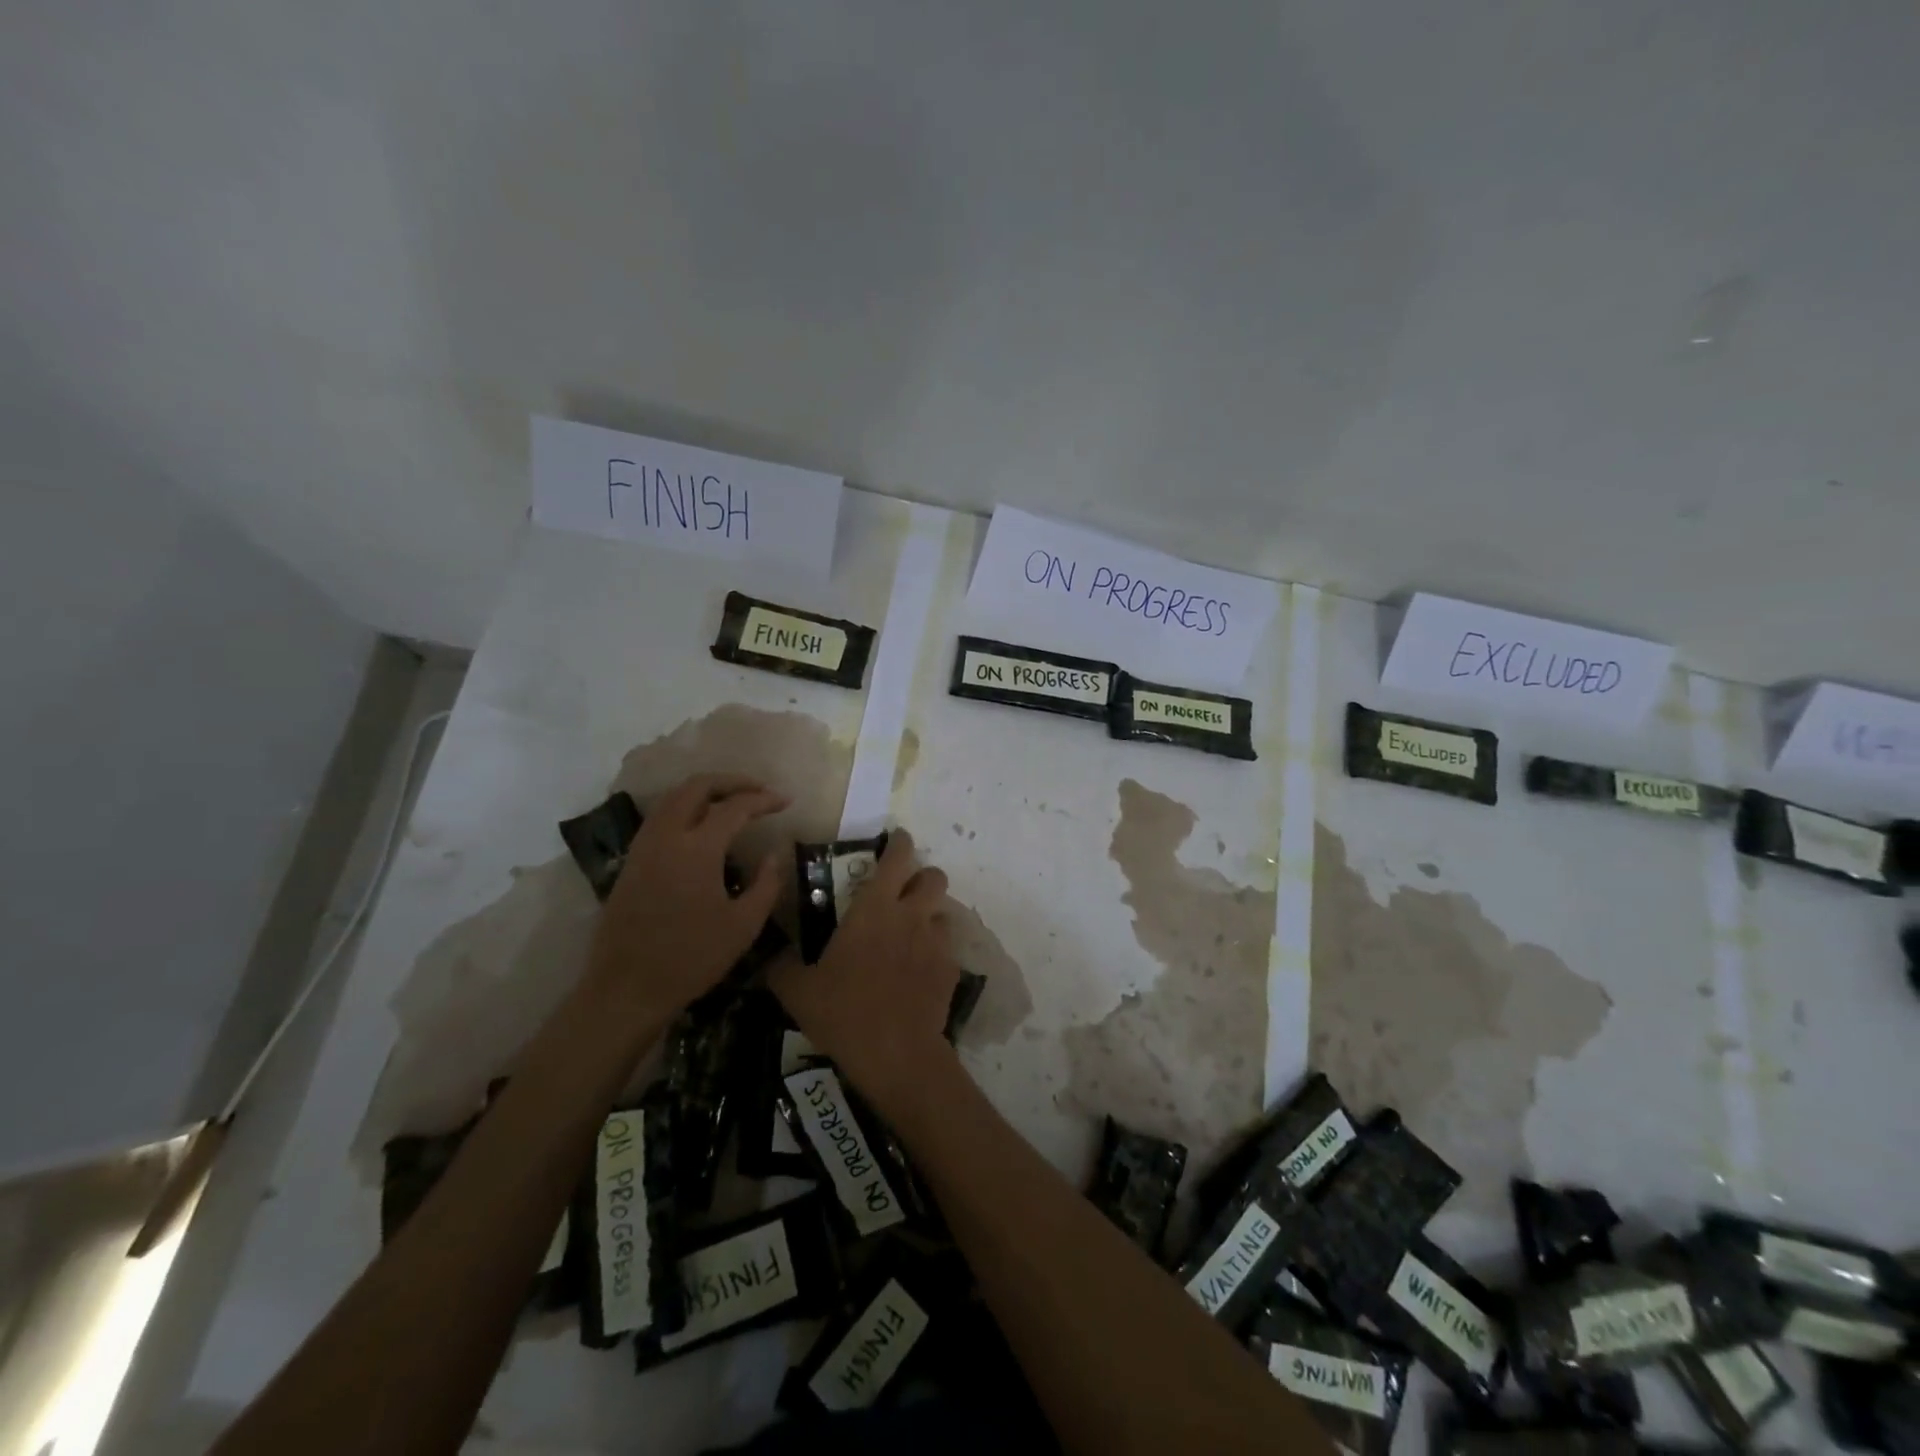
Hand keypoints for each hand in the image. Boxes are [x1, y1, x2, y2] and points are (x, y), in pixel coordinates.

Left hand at [587, 774, 785, 1019]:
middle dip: (732, 781)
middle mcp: (667, 836)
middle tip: (759, 790)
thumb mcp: (743, 926)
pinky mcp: (632, 860)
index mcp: (697, 849)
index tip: (786, 801)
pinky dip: (686, 807)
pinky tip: (702, 825)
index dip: (763, 800)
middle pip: (697, 786)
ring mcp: (644, 846)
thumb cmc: (691, 958)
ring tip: (733, 801)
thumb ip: (766, 884)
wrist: (626, 988)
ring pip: (674, 797)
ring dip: (706, 790)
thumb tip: (774, 854)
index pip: (735, 807)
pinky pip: (661, 816)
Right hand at [769, 829, 958, 1110]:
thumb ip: (782, 966)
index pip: (897, 857)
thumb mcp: (798, 991)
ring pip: (943, 912)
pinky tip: (919, 972)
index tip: (897, 840)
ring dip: (929, 916)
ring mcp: (936, 942)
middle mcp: (911, 916)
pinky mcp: (951, 969)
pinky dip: (935, 952)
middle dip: (923, 878)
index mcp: (874, 909)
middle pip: (934, 877)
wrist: (896, 1054)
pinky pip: (947, 948)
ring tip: (912, 936)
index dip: (900, 843)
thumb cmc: (844, 1012)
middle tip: (904, 893)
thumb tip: (772, 955)